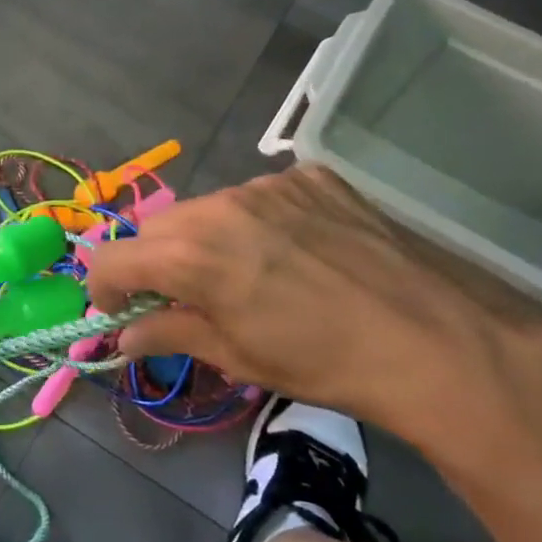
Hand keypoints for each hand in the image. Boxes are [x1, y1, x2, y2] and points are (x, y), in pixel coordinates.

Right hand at [79, 166, 541, 450]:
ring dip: (206, 240)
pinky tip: (294, 252)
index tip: (120, 312)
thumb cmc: (324, 364)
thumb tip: (125, 334)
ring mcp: (269, 184)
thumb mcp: (237, 357)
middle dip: (155, 264)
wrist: (437, 341)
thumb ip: (169, 334)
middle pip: (156, 229)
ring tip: (248, 275)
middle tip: (183, 299)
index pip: (111, 258)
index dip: (103, 288)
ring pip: (208, 209)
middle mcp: (219, 205)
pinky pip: (260, 197)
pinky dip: (257, 223)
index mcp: (191, 254)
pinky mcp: (310, 177)